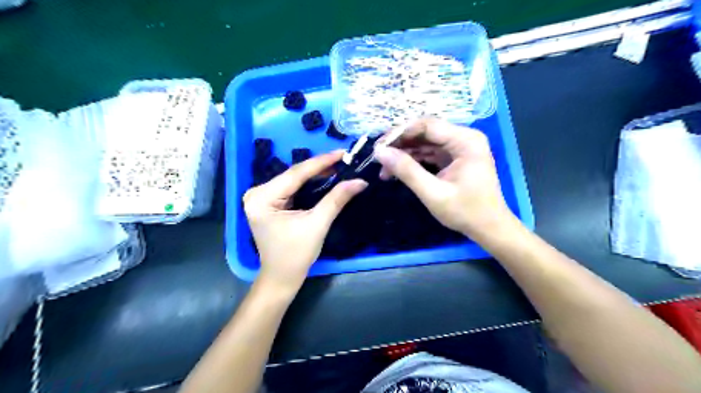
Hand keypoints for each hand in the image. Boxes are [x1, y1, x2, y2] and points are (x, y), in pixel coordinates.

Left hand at [244, 151, 366, 290]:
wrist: (282, 277)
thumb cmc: (296, 254)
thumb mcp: (317, 224)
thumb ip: (337, 199)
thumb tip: (359, 181)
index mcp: (262, 198)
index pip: (295, 174)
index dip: (321, 162)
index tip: (342, 153)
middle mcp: (257, 193)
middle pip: (293, 175)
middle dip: (319, 167)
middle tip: (343, 159)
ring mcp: (261, 198)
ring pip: (293, 180)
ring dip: (314, 174)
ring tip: (337, 166)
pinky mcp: (268, 203)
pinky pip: (291, 188)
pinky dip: (308, 184)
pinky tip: (323, 177)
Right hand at [375, 118, 512, 237]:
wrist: (489, 228)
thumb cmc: (465, 212)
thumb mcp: (433, 193)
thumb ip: (407, 171)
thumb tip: (380, 152)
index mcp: (465, 141)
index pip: (427, 125)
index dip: (400, 132)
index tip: (378, 146)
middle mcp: (464, 138)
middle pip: (425, 131)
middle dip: (400, 143)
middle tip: (378, 157)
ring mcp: (459, 147)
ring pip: (424, 141)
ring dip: (404, 153)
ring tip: (384, 169)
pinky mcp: (454, 157)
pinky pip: (429, 152)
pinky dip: (413, 160)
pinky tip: (397, 171)